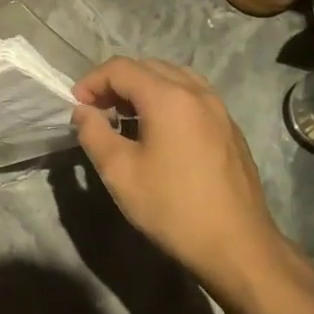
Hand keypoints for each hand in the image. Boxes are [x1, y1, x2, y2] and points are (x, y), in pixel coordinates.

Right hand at [70, 57, 309, 305]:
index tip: (76, 105)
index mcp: (168, 97)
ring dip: (143, 88)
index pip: (121, 68)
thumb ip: (94, 133)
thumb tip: (83, 112)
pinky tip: (157, 131)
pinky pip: (192, 97)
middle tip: (96, 110)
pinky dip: (167, 100)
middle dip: (116, 82)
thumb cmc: (172, 207)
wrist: (236, 246)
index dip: (92, 81)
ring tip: (125, 116)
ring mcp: (219, 109)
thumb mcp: (119, 172)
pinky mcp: (230, 129)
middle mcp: (197, 93)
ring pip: (174, 78)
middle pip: (149, 67)